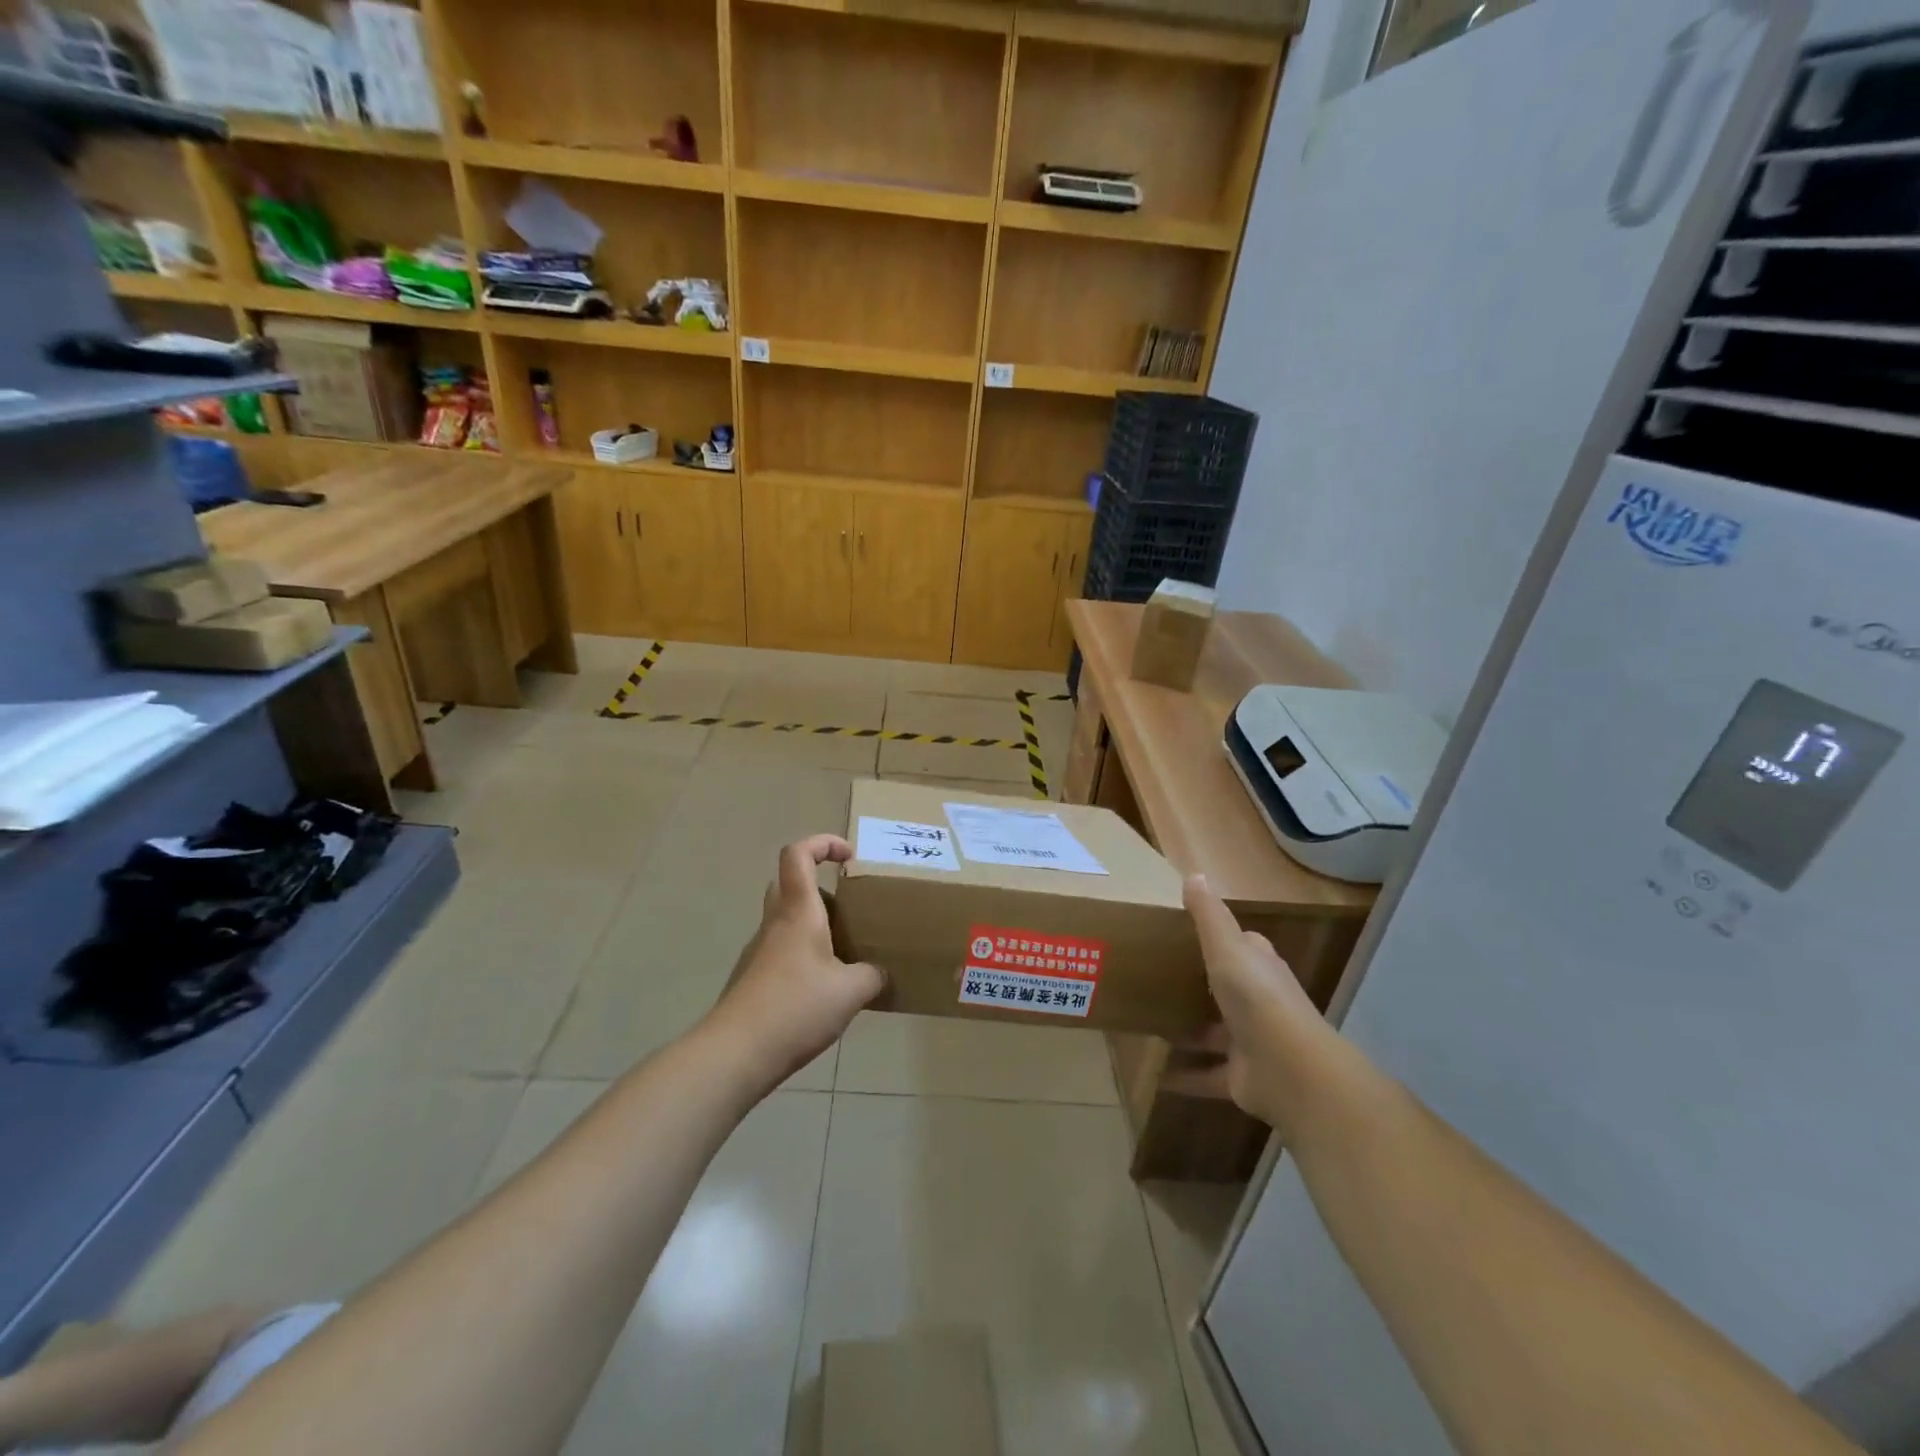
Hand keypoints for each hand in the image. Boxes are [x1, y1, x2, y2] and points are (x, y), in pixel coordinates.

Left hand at [704, 834, 883, 1094]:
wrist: (736, 1053)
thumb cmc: (796, 1007)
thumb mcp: (851, 992)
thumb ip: (872, 975)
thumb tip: (878, 973)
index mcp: (798, 911)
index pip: (798, 854)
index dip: (823, 843)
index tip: (850, 858)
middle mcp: (775, 923)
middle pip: (789, 883)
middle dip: (820, 886)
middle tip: (849, 908)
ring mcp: (759, 951)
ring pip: (786, 919)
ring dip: (814, 924)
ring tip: (845, 952)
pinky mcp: (753, 978)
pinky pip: (782, 950)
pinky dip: (804, 955)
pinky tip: (824, 988)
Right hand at [1172, 876, 1341, 1135]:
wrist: (1290, 1070)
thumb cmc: (1256, 997)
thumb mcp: (1227, 947)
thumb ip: (1209, 915)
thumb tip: (1194, 874)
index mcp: (1259, 967)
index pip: (1242, 947)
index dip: (1220, 940)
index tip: (1185, 934)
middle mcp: (1259, 1002)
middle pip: (1227, 990)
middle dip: (1199, 986)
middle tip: (1156, 979)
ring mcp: (1252, 1042)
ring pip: (1215, 1033)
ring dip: (1189, 1031)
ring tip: (1149, 1023)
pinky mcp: (1242, 1078)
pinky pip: (1208, 1075)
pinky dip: (1185, 1076)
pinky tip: (1156, 1076)